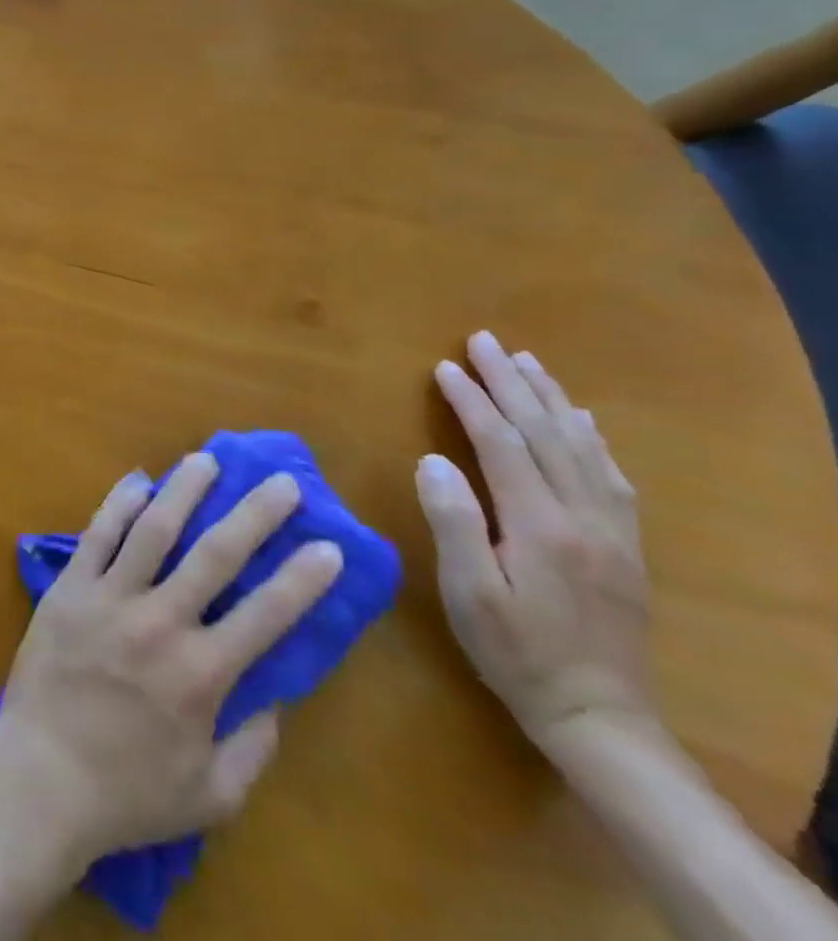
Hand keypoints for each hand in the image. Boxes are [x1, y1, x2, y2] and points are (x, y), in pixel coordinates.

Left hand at [0, 454, 344, 865]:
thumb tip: (276, 696)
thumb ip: (253, 746)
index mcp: (201, 674)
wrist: (41, 775)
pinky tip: (137, 482)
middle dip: (253, 514)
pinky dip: (118, 505)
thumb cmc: (128, 792)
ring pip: (152, 530)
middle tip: (280, 482)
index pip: (266, 615)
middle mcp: (159, 622)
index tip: (329, 546)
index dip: (302, 579)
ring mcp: (109, 597)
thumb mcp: (212, 795)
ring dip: (183, 491)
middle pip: (214, 555)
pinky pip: (97, 535)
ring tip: (205, 460)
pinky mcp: (69, 587)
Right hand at [417, 331, 656, 747]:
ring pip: (583, 446)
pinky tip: (581, 420)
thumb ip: (454, 523)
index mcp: (541, 525)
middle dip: (511, 383)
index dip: (471, 401)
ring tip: (526, 363)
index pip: (501, 443)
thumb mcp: (468, 593)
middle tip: (484, 341)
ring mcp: (612, 530)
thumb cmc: (515, 651)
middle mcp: (584, 516)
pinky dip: (591, 437)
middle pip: (545, 433)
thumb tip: (432, 461)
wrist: (598, 715)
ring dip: (551, 399)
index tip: (444, 367)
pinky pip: (611, 475)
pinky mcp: (624, 545)